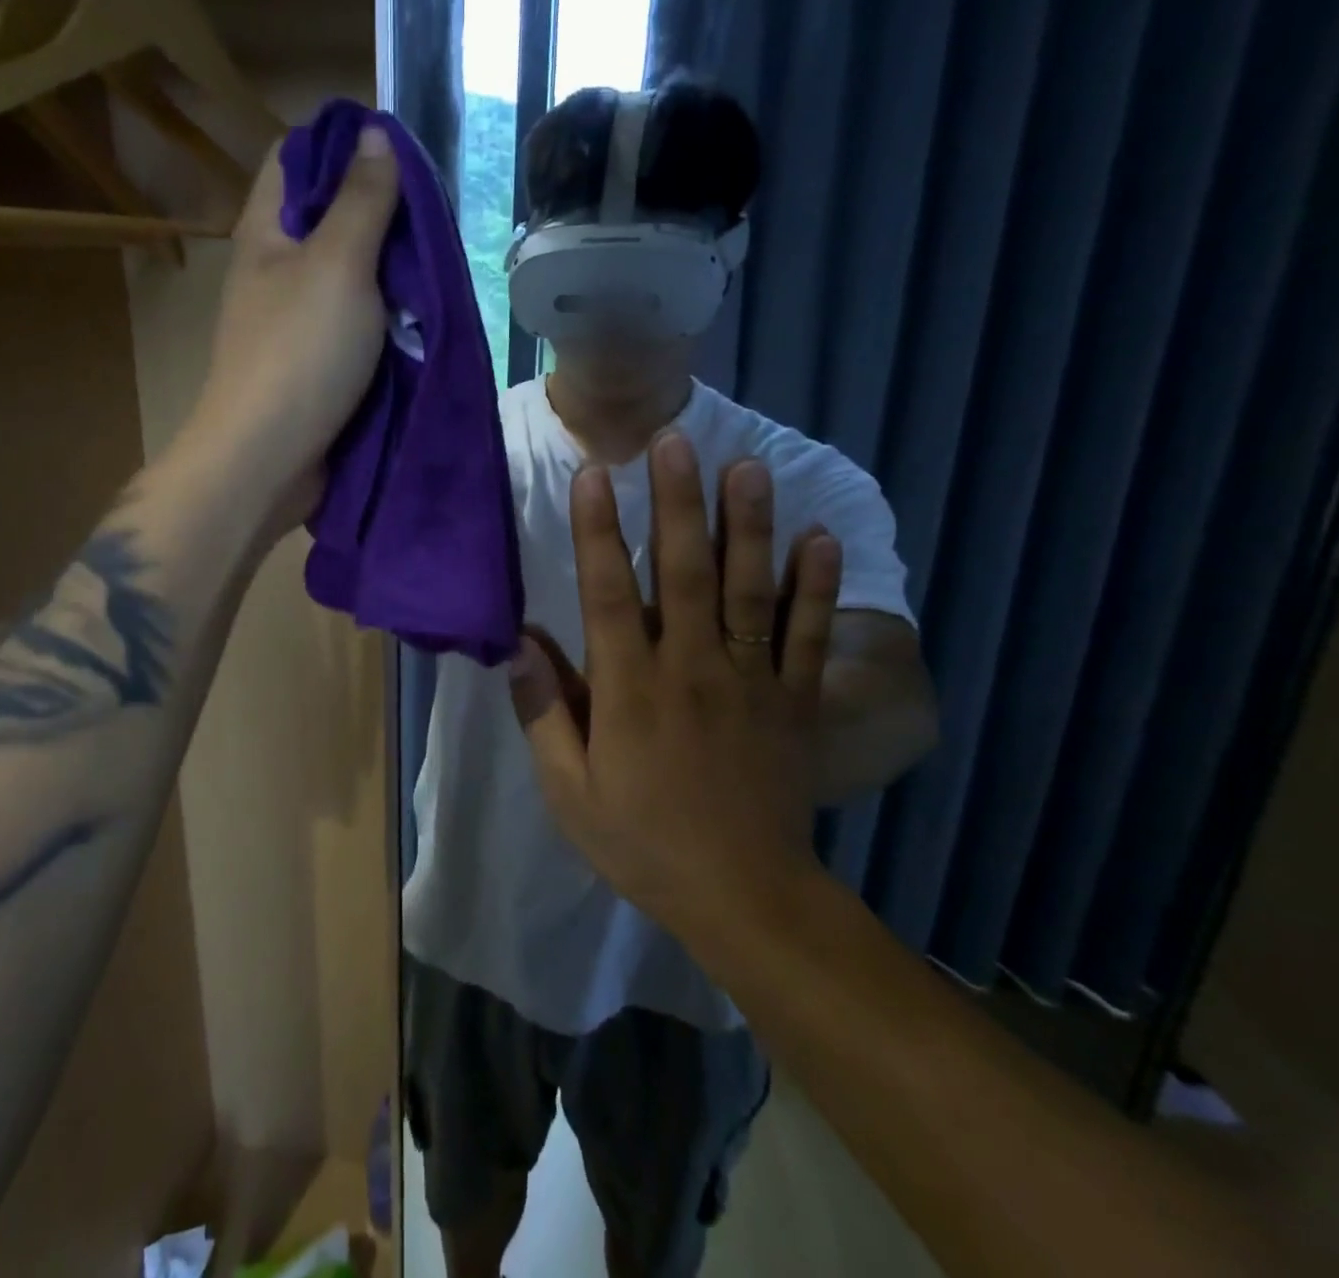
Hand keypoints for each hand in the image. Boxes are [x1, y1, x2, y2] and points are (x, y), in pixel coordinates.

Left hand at [190, 125, 399, 528]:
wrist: (269, 458)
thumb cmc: (300, 353)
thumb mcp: (338, 263)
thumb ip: (362, 200)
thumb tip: (375, 133)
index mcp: (266, 231)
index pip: (296, 158)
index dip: (343, 144)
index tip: (398, 154)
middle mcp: (276, 269)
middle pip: (328, 218)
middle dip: (380, 213)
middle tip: (432, 218)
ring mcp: (295, 320)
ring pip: (349, 275)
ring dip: (390, 271)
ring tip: (435, 265)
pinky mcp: (316, 363)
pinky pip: (356, 324)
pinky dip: (386, 317)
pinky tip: (420, 315)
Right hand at [508, 433, 843, 950]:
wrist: (744, 897)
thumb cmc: (642, 841)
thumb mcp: (568, 792)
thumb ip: (542, 712)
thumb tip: (517, 642)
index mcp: (630, 691)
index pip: (608, 595)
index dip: (598, 532)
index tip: (595, 475)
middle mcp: (692, 670)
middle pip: (684, 574)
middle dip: (678, 503)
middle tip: (675, 440)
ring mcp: (752, 682)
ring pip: (749, 591)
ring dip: (748, 525)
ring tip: (747, 465)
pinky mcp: (797, 701)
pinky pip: (811, 637)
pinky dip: (817, 587)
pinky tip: (821, 538)